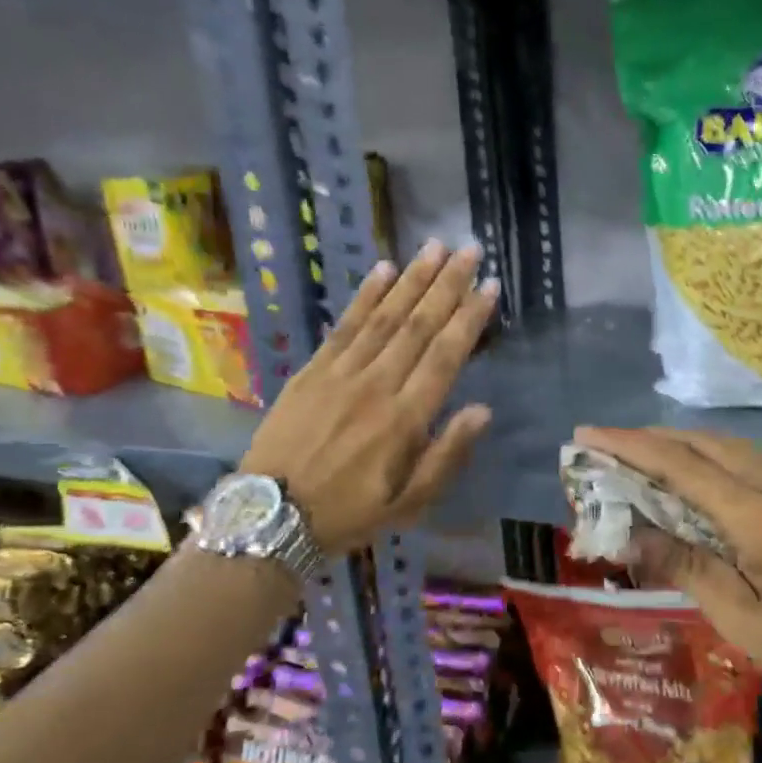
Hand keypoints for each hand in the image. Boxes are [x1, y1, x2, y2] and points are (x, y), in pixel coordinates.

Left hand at [243, 242, 496, 552]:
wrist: (272, 515)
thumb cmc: (349, 513)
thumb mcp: (409, 504)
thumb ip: (446, 455)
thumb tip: (482, 410)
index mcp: (405, 419)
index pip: (446, 356)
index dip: (470, 318)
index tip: (489, 286)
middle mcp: (377, 385)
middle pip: (419, 325)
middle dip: (447, 284)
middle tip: (469, 249)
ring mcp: (341, 373)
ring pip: (385, 317)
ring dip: (412, 279)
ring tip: (435, 247)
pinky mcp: (312, 370)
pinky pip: (344, 325)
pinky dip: (365, 296)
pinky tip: (383, 270)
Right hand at [574, 426, 761, 717]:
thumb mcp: (743, 621)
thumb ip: (688, 568)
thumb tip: (634, 536)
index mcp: (758, 515)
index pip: (681, 465)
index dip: (629, 447)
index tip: (586, 436)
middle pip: (705, 443)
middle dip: (651, 438)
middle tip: (607, 446)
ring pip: (730, 448)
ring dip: (682, 444)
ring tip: (642, 456)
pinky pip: (748, 464)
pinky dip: (710, 459)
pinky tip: (695, 478)